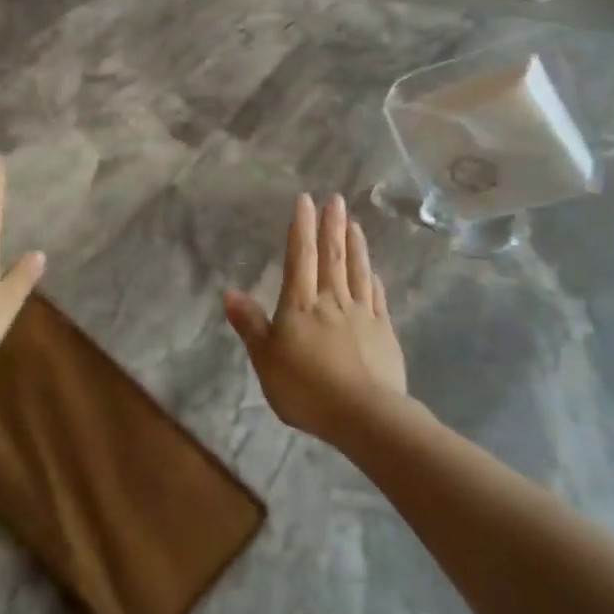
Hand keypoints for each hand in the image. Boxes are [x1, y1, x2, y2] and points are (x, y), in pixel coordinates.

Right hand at [223, 193, 412, 442]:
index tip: (306, 200)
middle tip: (335, 199)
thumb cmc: (306, 388)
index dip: (302, 228)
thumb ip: (250, 324)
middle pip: (332, 257)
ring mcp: (362, 315)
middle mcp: (332, 301)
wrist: (364, 415)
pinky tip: (373, 272)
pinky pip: (377, 298)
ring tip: (354, 222)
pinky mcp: (384, 332)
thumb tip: (230, 291)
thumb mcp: (266, 359)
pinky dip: (373, 280)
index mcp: (301, 305)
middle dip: (332, 226)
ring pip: (357, 271)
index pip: (301, 258)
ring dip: (355, 245)